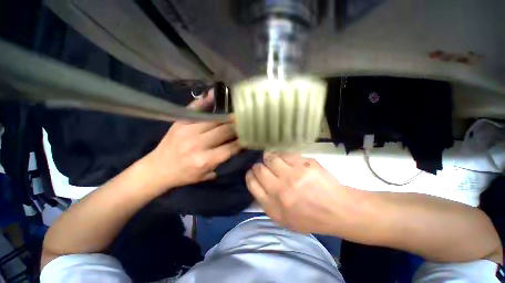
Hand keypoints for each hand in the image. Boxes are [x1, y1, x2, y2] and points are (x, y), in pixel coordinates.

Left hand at [143, 92, 240, 189]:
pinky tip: (214, 95)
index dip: (242, 141)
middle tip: (245, 123)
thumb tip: (237, 148)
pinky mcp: (180, 123)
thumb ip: (222, 162)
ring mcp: (188, 131)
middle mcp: (198, 144)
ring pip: (214, 120)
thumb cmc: (184, 175)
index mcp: (205, 160)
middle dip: (237, 127)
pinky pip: (195, 109)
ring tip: (236, 114)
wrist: (158, 169)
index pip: (231, 147)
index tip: (249, 137)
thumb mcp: (205, 175)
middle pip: (225, 131)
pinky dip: (205, 102)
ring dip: (227, 117)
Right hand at [246, 152, 355, 234]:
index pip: (252, 183)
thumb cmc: (308, 218)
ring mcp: (293, 174)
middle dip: (258, 165)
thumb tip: (257, 183)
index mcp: (273, 205)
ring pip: (270, 157)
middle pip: (259, 168)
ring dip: (269, 157)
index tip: (252, 172)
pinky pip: (286, 153)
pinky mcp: (304, 164)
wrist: (336, 210)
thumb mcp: (283, 220)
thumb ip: (266, 203)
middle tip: (263, 166)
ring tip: (272, 159)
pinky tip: (285, 158)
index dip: (250, 175)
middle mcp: (280, 189)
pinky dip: (282, 155)